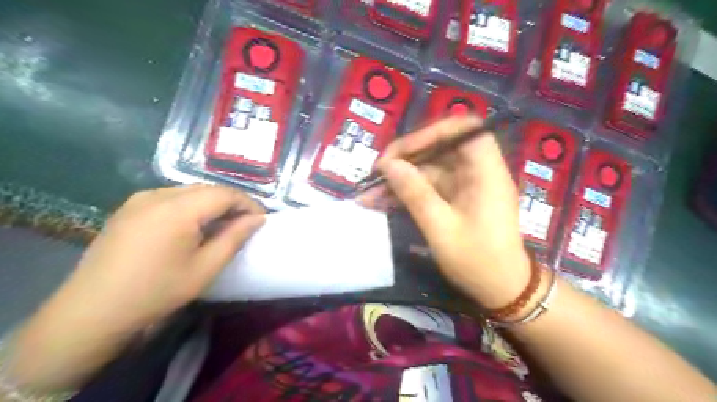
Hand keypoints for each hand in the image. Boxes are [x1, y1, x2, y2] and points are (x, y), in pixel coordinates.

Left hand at [8, 186, 261, 389]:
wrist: (92, 311)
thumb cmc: (157, 291)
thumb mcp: (206, 267)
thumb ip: (235, 237)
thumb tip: (257, 219)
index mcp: (178, 208)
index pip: (225, 193)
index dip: (248, 203)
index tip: (262, 220)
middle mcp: (158, 194)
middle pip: (207, 189)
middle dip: (231, 202)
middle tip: (245, 223)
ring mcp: (139, 199)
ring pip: (190, 191)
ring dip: (212, 204)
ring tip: (223, 225)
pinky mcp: (128, 208)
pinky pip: (170, 198)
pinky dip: (191, 206)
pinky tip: (193, 225)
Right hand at [362, 115, 527, 308]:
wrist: (501, 290)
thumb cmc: (478, 261)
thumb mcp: (442, 229)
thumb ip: (415, 194)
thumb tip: (389, 165)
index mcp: (486, 172)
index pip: (465, 130)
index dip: (433, 133)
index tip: (403, 151)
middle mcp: (478, 172)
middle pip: (441, 148)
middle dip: (406, 158)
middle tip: (377, 173)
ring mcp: (466, 186)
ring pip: (429, 170)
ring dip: (400, 180)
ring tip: (369, 194)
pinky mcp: (456, 199)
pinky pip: (428, 188)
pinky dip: (407, 193)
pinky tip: (381, 203)